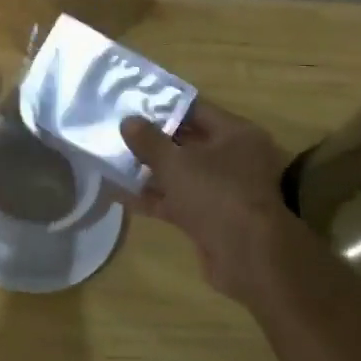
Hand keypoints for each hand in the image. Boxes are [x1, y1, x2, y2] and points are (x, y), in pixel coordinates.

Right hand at [121, 101, 291, 298]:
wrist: (247, 256)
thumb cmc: (215, 194)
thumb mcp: (175, 162)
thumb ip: (148, 140)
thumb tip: (128, 121)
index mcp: (236, 134)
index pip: (196, 110)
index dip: (163, 106)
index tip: (133, 105)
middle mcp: (235, 158)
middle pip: (188, 142)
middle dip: (154, 140)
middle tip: (119, 132)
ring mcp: (224, 190)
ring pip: (181, 173)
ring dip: (150, 171)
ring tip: (114, 160)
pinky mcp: (211, 217)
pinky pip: (178, 199)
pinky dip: (154, 197)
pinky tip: (121, 194)